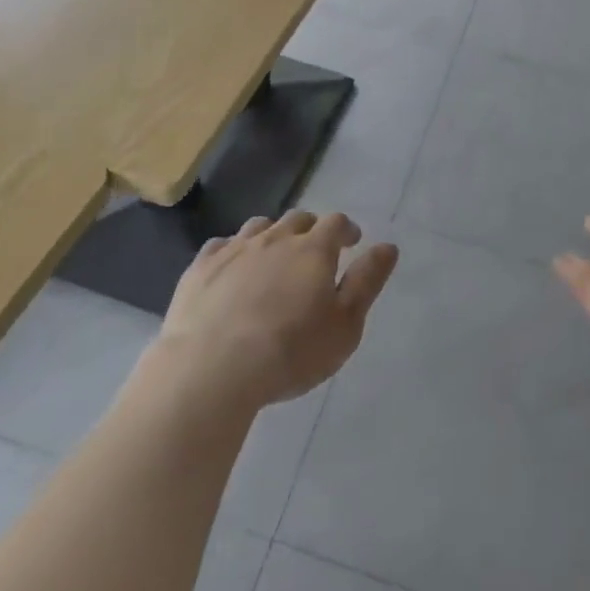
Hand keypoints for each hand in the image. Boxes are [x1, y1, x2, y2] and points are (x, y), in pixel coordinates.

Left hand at [154, 211, 397, 409]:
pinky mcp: (201, 268)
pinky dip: (233, 252)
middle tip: (313, 252)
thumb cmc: (290, 352)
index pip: (336, 222)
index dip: (346, 229)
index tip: (351, 241)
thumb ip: (367, 282)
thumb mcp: (344, 326)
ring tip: (273, 258)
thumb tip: (388, 246)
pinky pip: (221, 246)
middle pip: (297, 220)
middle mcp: (275, 237)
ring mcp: (235, 249)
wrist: (211, 370)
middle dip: (310, 230)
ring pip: (260, 227)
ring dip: (272, 236)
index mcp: (313, 249)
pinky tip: (232, 270)